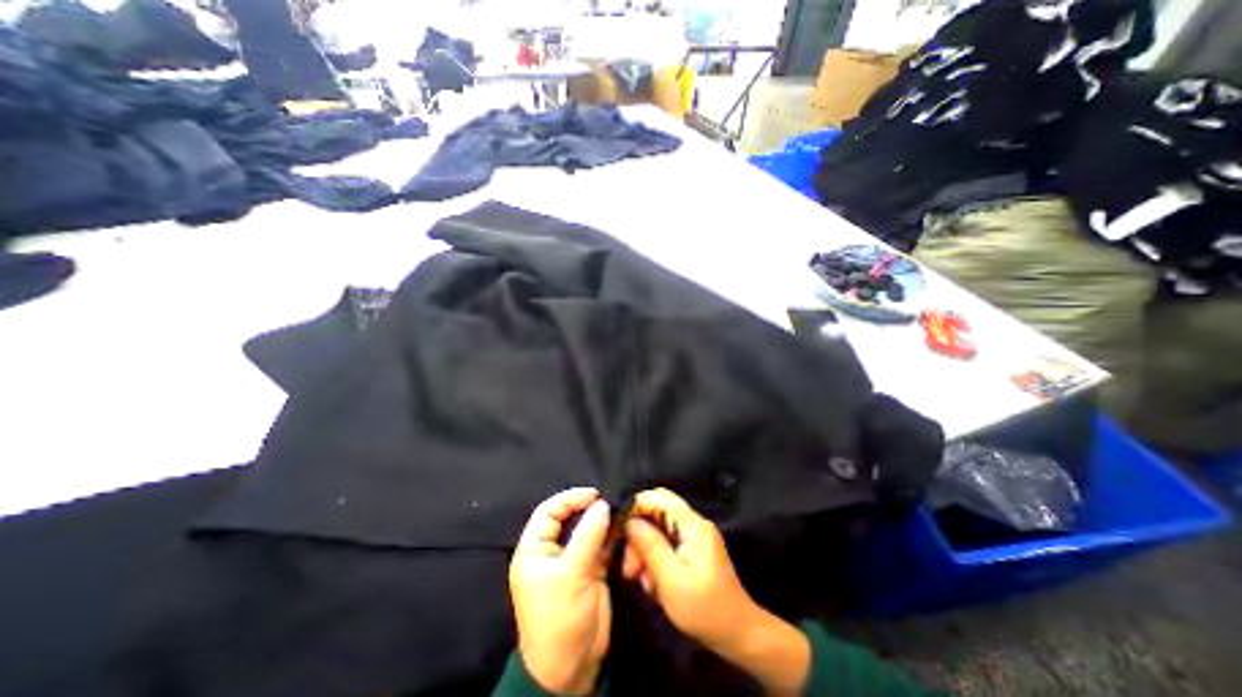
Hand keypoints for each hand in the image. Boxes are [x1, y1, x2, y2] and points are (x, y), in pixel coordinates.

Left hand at [509, 488, 609, 693]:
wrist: (570, 668)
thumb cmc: (559, 619)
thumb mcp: (571, 575)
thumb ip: (588, 536)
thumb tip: (603, 504)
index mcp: (535, 549)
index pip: (549, 511)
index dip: (570, 499)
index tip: (594, 494)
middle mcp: (552, 550)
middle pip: (569, 518)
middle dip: (588, 508)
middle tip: (609, 502)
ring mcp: (572, 560)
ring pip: (587, 530)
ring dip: (602, 521)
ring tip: (619, 512)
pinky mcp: (589, 570)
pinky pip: (600, 545)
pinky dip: (611, 537)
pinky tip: (622, 529)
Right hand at [615, 488, 752, 649]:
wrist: (739, 635)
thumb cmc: (705, 609)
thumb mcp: (671, 580)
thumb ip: (650, 546)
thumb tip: (629, 521)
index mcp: (692, 525)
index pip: (659, 498)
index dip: (636, 507)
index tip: (617, 529)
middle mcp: (694, 524)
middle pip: (657, 513)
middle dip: (639, 535)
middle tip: (629, 567)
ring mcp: (694, 537)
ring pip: (659, 530)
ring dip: (645, 551)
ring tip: (640, 580)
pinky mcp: (693, 550)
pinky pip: (667, 544)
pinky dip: (655, 559)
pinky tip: (653, 584)